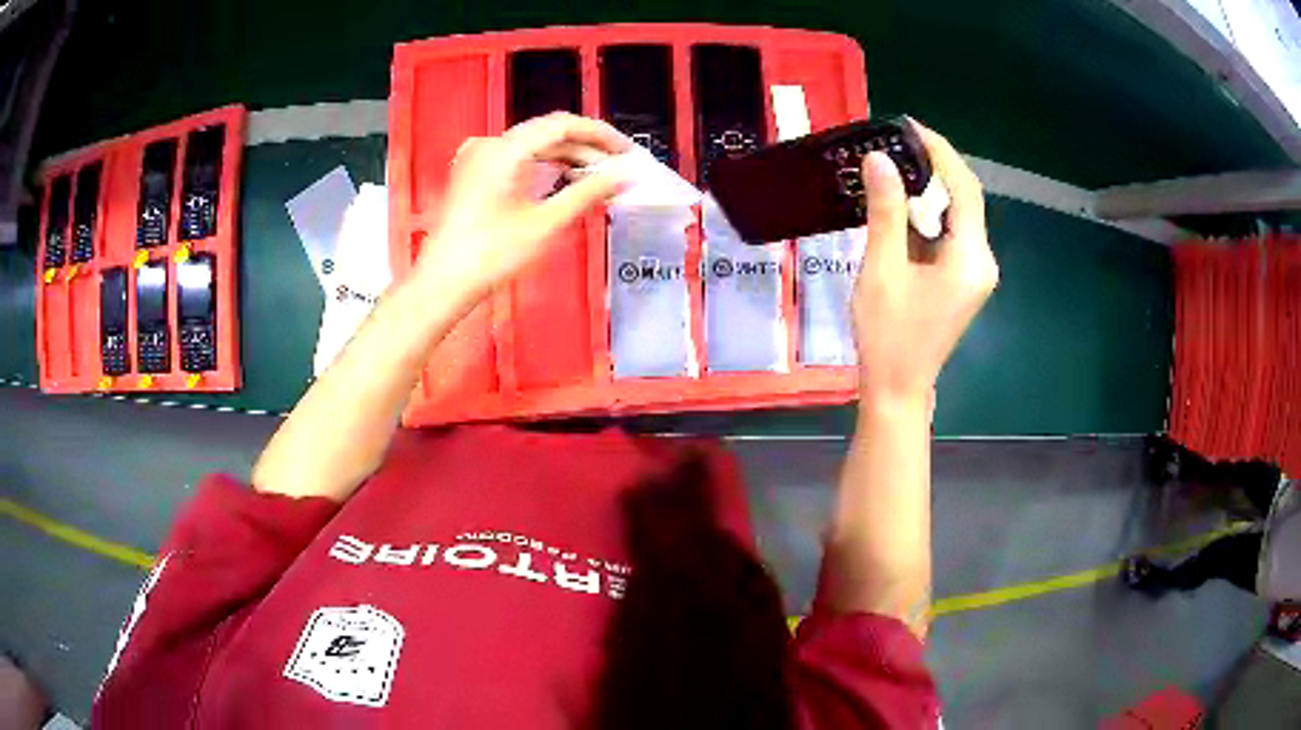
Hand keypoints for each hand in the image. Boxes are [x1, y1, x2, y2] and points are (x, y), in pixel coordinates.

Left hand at [415, 112, 631, 304]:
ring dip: (566, 158)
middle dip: (585, 148)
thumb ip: (587, 193)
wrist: (442, 284)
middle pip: (547, 133)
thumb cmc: (492, 255)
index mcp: (505, 149)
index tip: (628, 152)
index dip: (600, 135)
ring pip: (532, 146)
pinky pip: (516, 159)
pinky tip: (564, 181)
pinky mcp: (472, 174)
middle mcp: (490, 144)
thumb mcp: (545, 224)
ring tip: (598, 177)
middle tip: (618, 168)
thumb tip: (624, 176)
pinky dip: (543, 167)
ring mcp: (477, 158)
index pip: (562, 125)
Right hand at [852, 120, 997, 406]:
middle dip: (935, 166)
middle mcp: (981, 261)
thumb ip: (886, 212)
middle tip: (896, 143)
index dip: (940, 152)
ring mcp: (974, 272)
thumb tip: (880, 159)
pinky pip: (950, 234)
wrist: (897, 389)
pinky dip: (928, 214)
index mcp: (970, 258)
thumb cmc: (888, 335)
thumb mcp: (882, 269)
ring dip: (930, 189)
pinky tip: (902, 205)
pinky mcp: (962, 280)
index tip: (909, 127)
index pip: (964, 188)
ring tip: (894, 166)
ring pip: (957, 215)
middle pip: (965, 198)